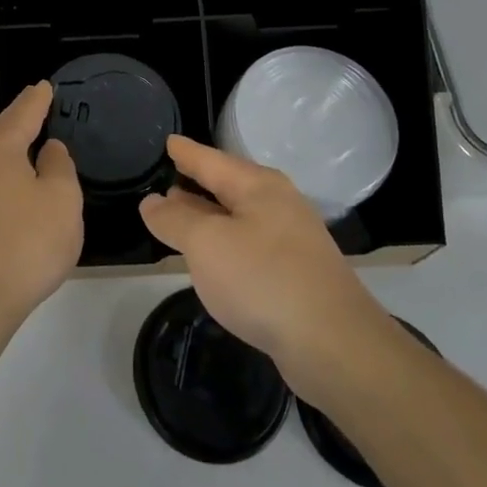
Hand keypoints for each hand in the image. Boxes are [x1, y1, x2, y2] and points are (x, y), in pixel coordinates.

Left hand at [0, 82, 82, 340]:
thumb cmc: (23, 245)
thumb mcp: (62, 201)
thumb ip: (59, 166)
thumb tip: (47, 151)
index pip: (23, 111)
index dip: (39, 99)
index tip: (46, 86)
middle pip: (1, 132)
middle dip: (22, 123)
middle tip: (43, 115)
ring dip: (11, 154)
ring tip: (34, 153)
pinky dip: (2, 179)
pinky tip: (16, 192)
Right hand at [140, 136, 384, 395]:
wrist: (334, 345)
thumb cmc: (263, 279)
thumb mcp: (206, 244)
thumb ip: (175, 220)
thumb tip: (152, 202)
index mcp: (258, 186)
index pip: (211, 160)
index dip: (185, 152)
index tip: (167, 141)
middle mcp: (277, 205)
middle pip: (228, 186)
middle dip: (197, 183)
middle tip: (166, 181)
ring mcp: (291, 240)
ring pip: (238, 218)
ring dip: (209, 216)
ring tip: (179, 217)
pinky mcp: (296, 274)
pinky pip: (249, 246)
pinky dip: (224, 244)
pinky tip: (213, 260)